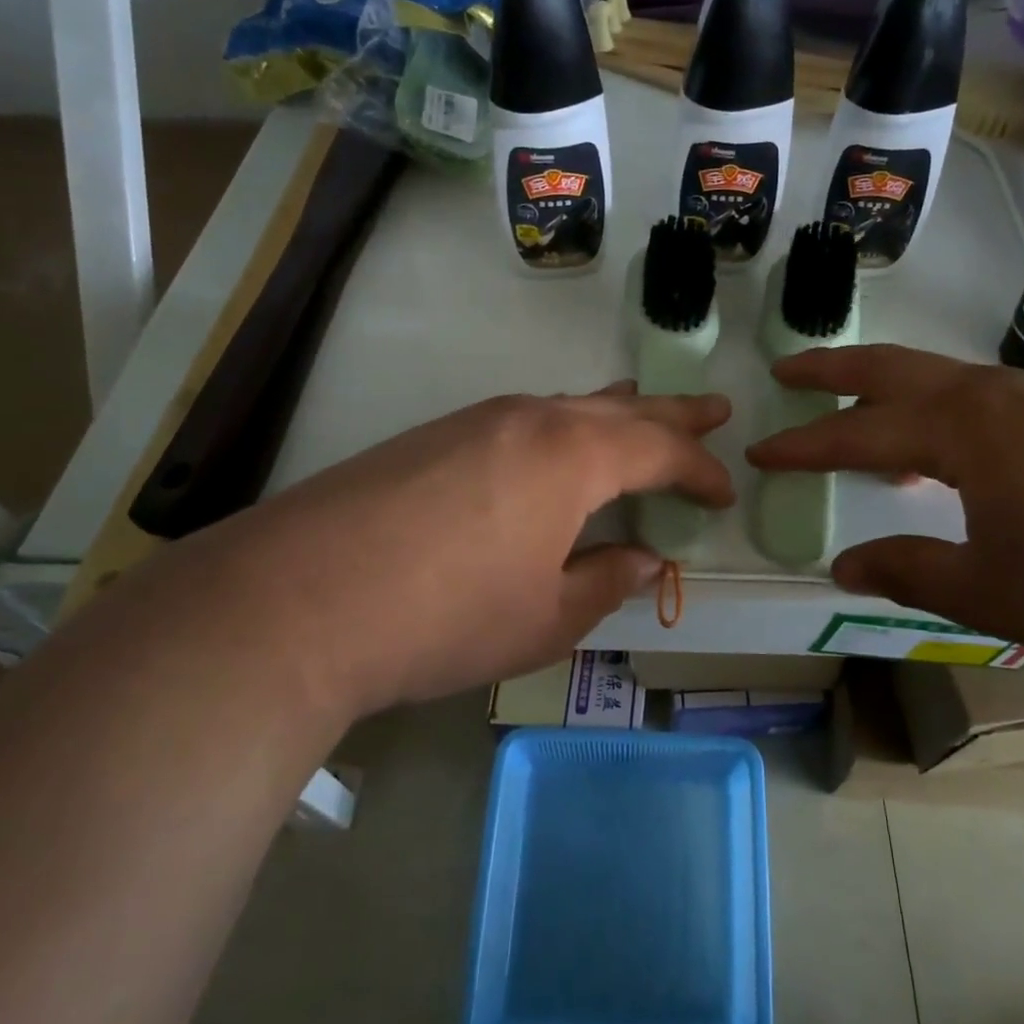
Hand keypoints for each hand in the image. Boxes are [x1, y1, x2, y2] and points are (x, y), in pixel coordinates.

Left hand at [115, 386, 732, 724]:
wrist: (298, 599)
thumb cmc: (446, 617)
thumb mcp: (545, 618)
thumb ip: (606, 581)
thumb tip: (646, 559)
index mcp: (573, 456)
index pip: (659, 449)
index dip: (699, 470)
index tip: (725, 491)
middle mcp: (530, 419)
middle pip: (620, 407)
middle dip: (672, 412)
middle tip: (714, 407)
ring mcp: (476, 420)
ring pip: (567, 405)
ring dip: (613, 411)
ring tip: (641, 408)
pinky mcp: (433, 435)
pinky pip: (522, 418)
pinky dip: (561, 425)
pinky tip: (554, 445)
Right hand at [746, 345, 1023, 671]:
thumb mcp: (991, 590)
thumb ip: (908, 570)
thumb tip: (842, 564)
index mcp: (963, 429)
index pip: (856, 434)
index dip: (802, 445)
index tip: (758, 451)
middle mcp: (993, 394)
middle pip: (892, 369)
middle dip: (832, 370)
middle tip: (785, 370)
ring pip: (938, 377)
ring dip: (885, 386)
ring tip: (852, 407)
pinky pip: (976, 397)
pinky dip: (933, 408)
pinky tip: (940, 446)